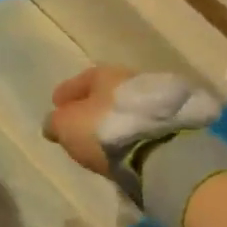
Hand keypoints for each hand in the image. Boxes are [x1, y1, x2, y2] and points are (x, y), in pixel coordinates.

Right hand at [45, 67, 224, 182]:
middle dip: (92, 105)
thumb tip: (53, 123)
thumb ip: (55, 122)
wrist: (162, 152)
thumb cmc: (106, 131)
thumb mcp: (67, 125)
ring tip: (103, 138)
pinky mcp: (173, 124)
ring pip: (126, 108)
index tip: (56, 104)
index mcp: (106, 73)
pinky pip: (142, 125)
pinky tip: (125, 145)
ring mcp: (156, 100)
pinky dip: (131, 132)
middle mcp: (132, 79)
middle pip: (106, 92)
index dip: (67, 92)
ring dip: (114, 119)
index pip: (81, 79)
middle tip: (80, 122)